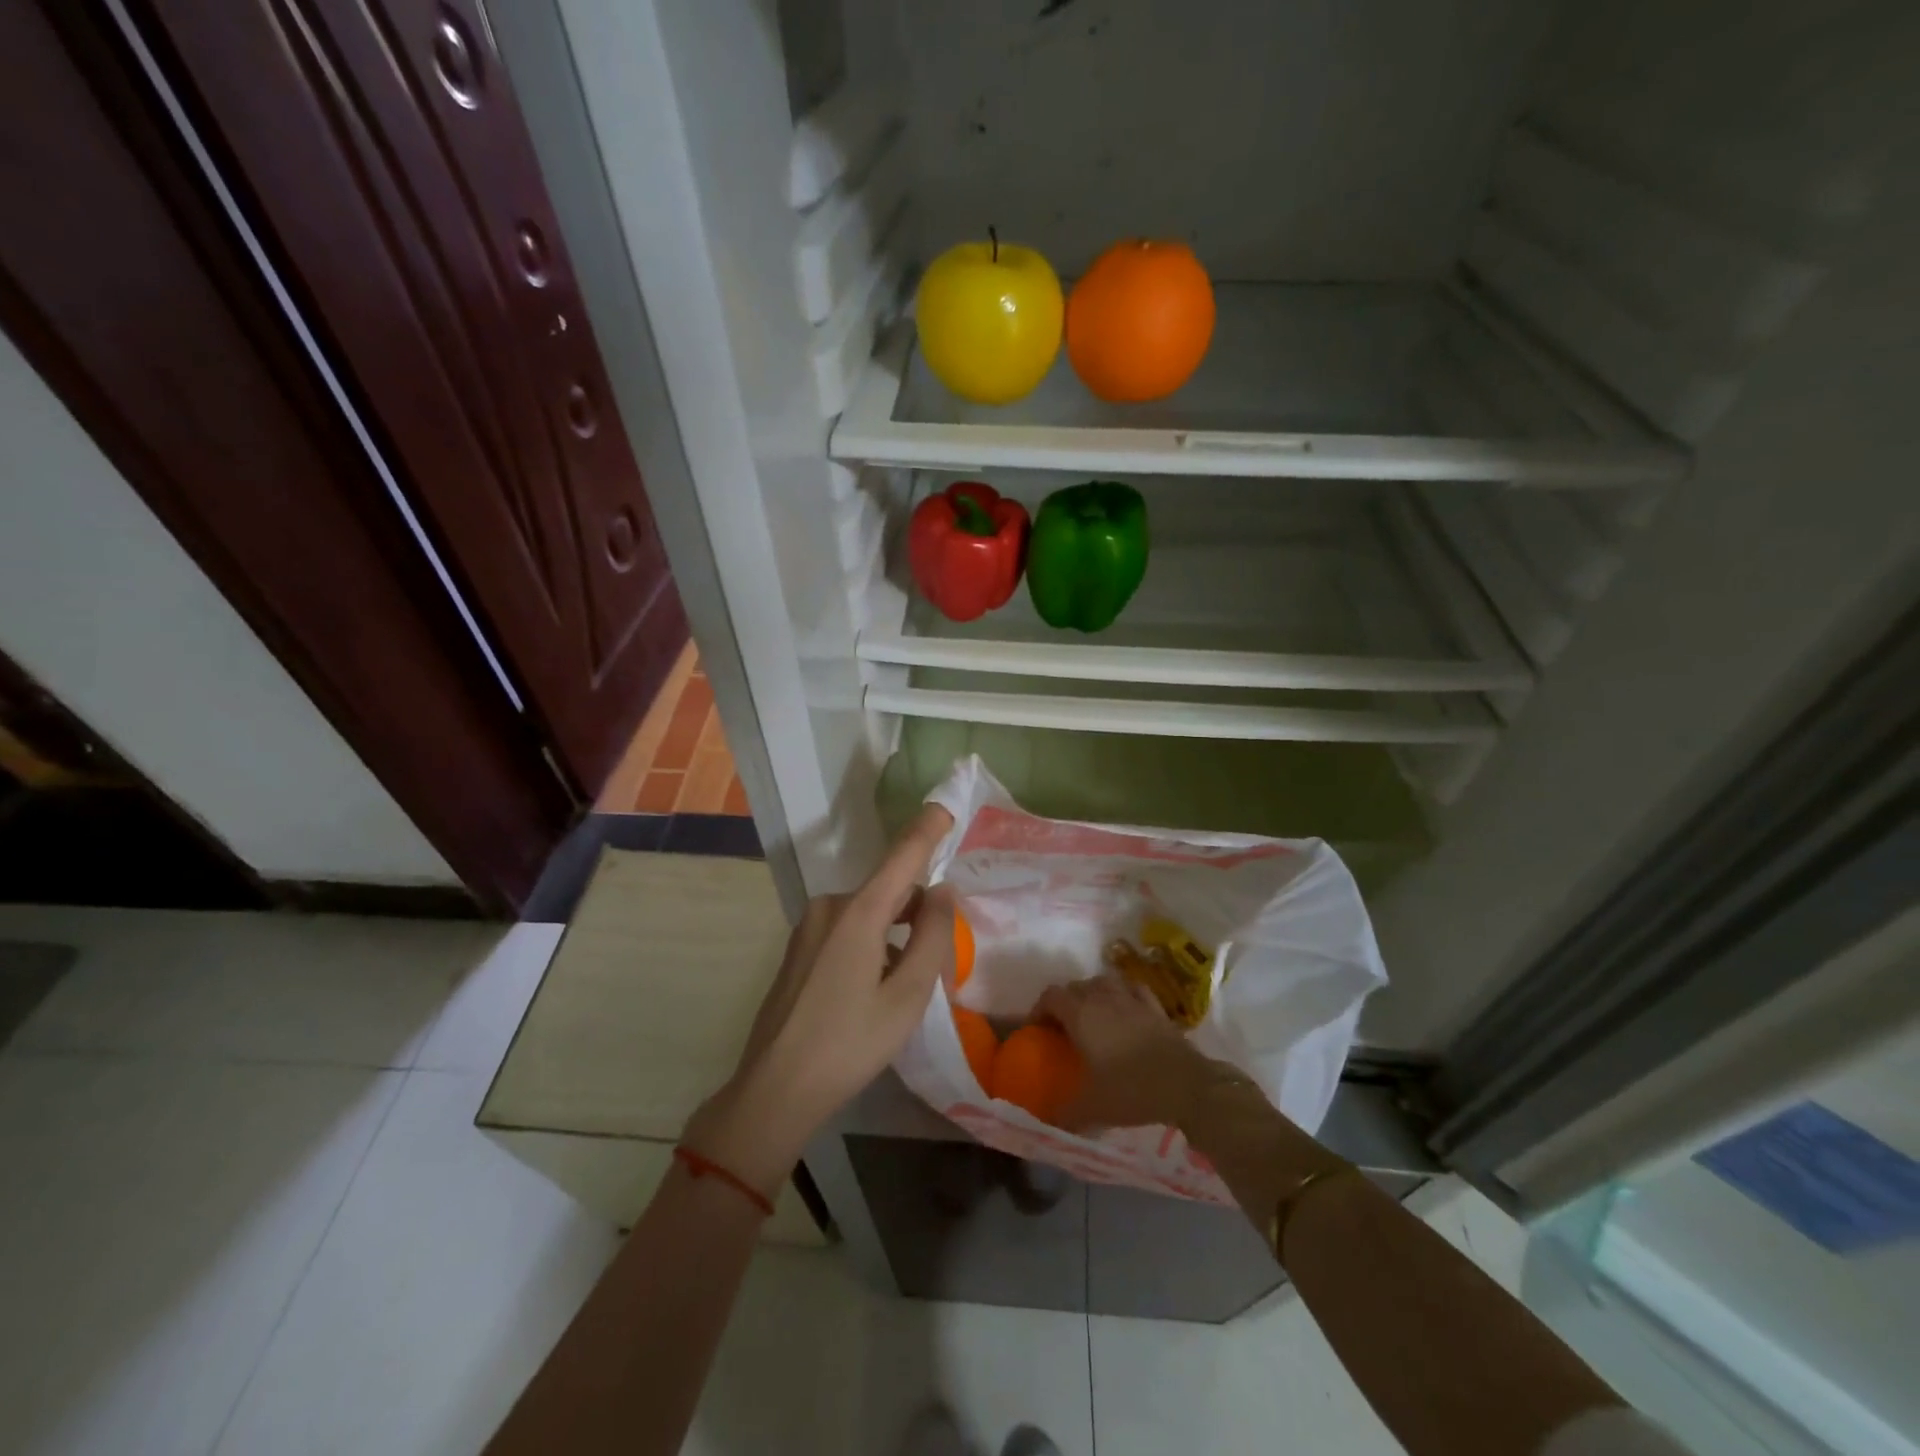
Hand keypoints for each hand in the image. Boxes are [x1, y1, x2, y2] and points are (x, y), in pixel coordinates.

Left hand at [684, 805, 955, 1193]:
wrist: (775, 1089)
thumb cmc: (849, 1044)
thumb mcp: (907, 996)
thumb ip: (932, 936)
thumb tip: (943, 890)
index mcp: (858, 912)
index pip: (903, 855)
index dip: (928, 829)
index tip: (947, 805)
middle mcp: (831, 905)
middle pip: (889, 890)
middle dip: (919, 909)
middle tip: (938, 959)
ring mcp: (810, 925)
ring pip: (870, 912)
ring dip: (896, 931)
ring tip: (908, 982)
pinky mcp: (801, 945)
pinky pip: (849, 928)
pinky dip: (874, 942)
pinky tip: (876, 988)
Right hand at [1036, 973, 1210, 1131]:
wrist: (1185, 1085)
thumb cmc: (1131, 1091)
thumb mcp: (1092, 1107)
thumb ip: (1066, 1111)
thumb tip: (1048, 1119)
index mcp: (1081, 1015)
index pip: (1051, 996)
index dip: (1040, 1009)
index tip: (1038, 1029)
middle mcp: (1103, 998)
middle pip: (1075, 986)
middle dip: (1065, 1002)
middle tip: (1064, 1028)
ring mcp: (1131, 999)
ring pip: (1103, 981)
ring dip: (1092, 993)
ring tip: (1093, 1014)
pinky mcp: (1155, 1006)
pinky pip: (1132, 988)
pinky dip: (1123, 993)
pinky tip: (1125, 1008)